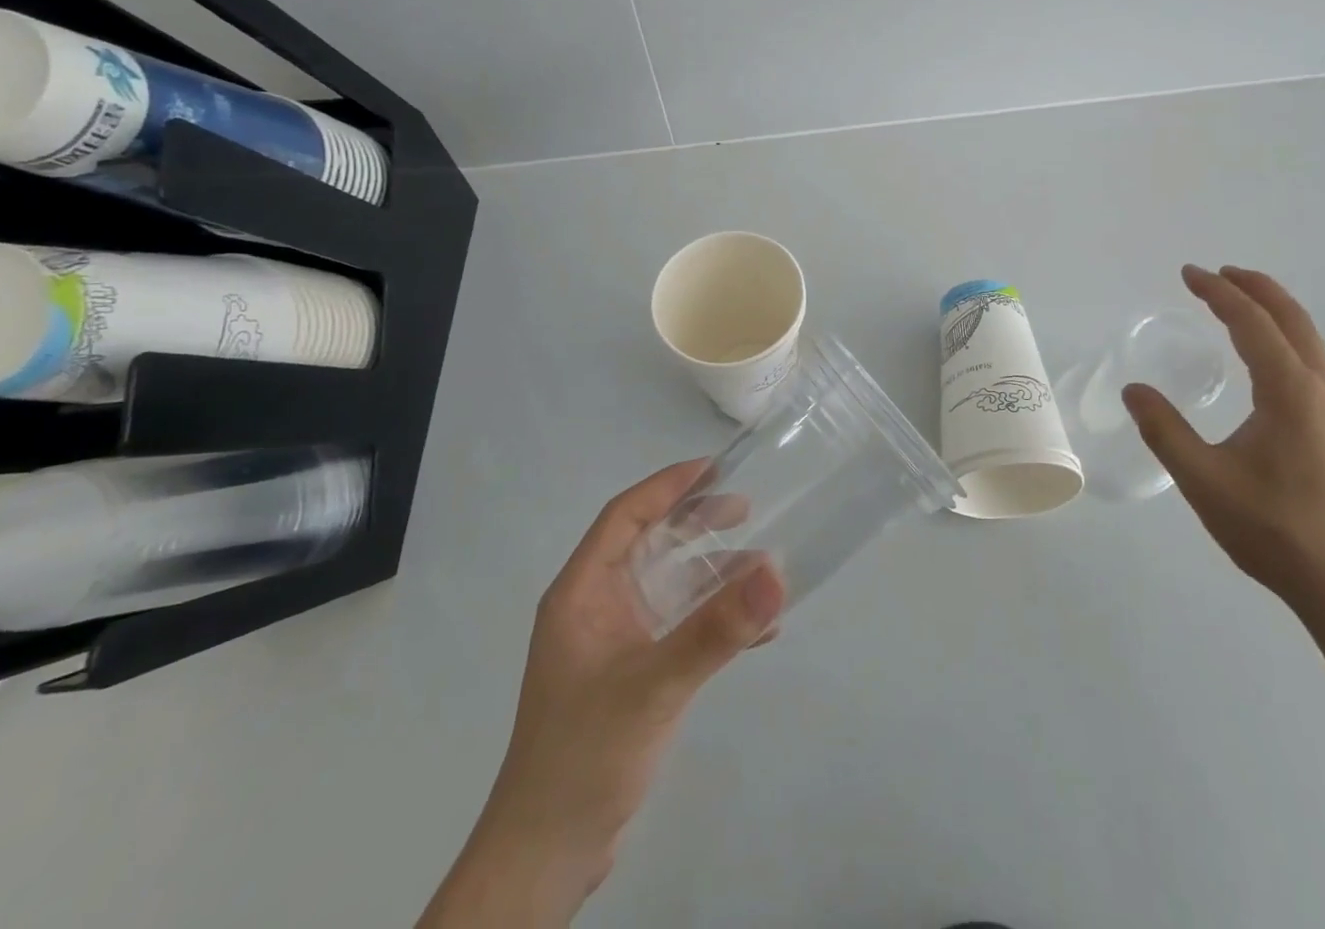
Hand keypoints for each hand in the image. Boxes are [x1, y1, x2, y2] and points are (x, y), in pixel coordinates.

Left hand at [420, 461, 785, 927]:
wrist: (547, 858)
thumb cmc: (585, 754)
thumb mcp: (654, 686)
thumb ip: (716, 629)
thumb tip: (777, 571)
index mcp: (582, 593)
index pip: (624, 516)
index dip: (667, 486)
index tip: (715, 467)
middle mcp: (596, 608)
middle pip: (649, 544)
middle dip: (696, 524)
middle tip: (746, 509)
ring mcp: (614, 643)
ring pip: (669, 587)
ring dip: (714, 575)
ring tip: (763, 567)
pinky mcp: (632, 675)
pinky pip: (680, 628)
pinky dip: (716, 622)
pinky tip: (759, 632)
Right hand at [1121, 264, 1324, 621]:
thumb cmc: (1272, 529)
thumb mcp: (1203, 479)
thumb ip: (1164, 430)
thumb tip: (1134, 390)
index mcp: (1290, 392)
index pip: (1252, 324)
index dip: (1219, 294)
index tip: (1189, 274)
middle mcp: (1319, 390)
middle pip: (1291, 320)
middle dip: (1255, 289)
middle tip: (1218, 273)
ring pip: (1308, 340)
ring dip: (1274, 310)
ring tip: (1241, 300)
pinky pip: (1311, 361)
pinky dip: (1285, 337)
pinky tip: (1267, 357)